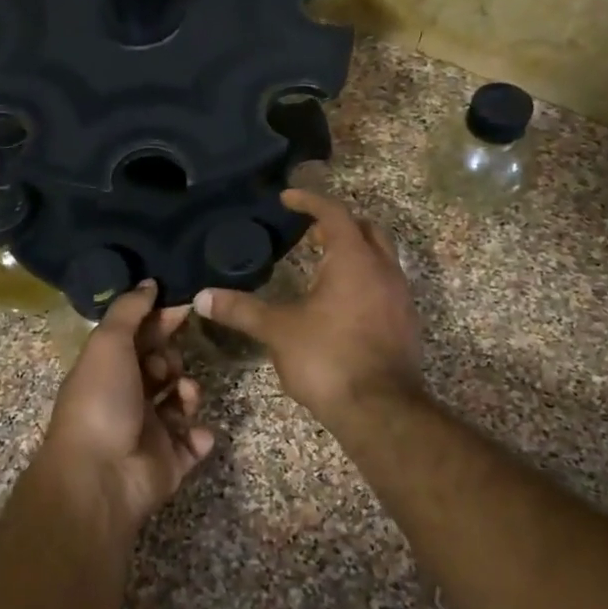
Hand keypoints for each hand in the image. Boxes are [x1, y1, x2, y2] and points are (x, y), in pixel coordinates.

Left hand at [39, 281, 215, 532]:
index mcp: (108, 369)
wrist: (101, 475)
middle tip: (166, 367)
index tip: (186, 307)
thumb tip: (149, 283)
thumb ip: (129, 310)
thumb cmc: (102, 400)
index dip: (161, 321)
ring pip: (181, 401)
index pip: (139, 337)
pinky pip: (194, 442)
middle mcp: (127, 397)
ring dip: (188, 393)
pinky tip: (194, 433)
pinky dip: (199, 435)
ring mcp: (149, 431)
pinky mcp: (169, 461)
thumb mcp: (109, 343)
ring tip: (183, 399)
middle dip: (171, 360)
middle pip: (162, 367)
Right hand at [194, 188, 423, 431]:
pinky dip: (363, 279)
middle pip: (366, 229)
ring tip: (321, 263)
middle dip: (338, 223)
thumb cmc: (328, 358)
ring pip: (380, 258)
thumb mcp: (278, 331)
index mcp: (354, 260)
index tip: (287, 198)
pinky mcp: (405, 324)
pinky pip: (385, 285)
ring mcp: (400, 297)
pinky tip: (340, 302)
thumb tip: (202, 297)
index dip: (310, 201)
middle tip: (309, 229)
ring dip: (354, 252)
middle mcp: (384, 270)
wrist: (381, 411)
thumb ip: (242, 310)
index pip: (334, 213)